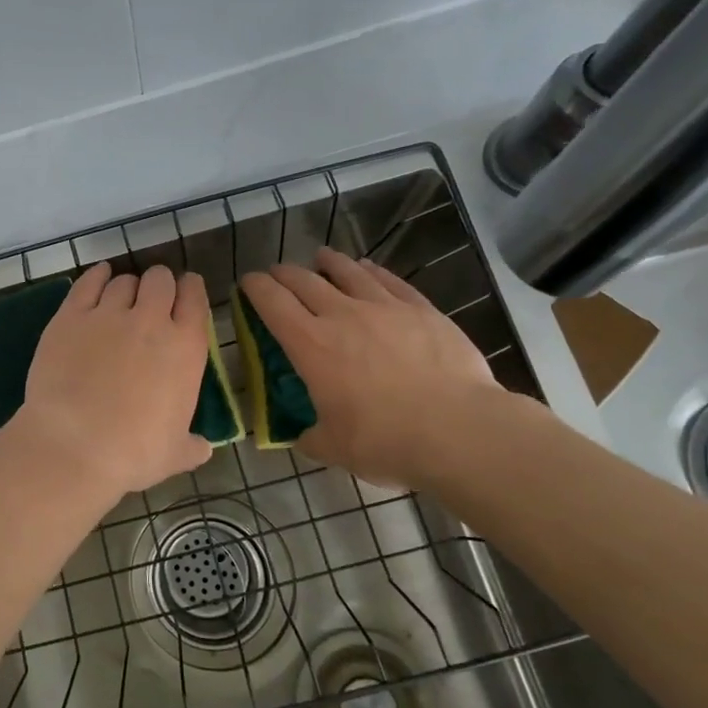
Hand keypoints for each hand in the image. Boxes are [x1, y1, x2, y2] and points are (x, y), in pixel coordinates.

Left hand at [9, 263, 214, 506]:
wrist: (74, 446)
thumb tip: (203, 448)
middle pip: (160, 279)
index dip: (190, 290)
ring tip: (121, 299)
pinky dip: (96, 276)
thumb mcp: (175, 454)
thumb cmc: (133, 453)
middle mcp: (150, 320)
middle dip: (159, 285)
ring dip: (127, 286)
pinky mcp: (71, 315)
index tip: (186, 293)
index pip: (195, 298)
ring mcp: (108, 314)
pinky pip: (88, 282)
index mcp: (185, 348)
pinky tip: (98, 278)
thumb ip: (192, 445)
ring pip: (124, 280)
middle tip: (152, 300)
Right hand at [240, 247, 503, 485]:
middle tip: (277, 275)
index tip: (247, 284)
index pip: (271, 302)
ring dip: (327, 262)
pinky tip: (367, 269)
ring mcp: (384, 307)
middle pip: (303, 279)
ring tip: (321, 258)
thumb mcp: (334, 449)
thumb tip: (301, 437)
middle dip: (283, 273)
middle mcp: (341, 315)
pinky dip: (370, 271)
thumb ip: (310, 437)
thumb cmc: (387, 441)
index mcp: (311, 345)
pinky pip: (388, 280)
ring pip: (347, 271)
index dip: (254, 287)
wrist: (460, 431)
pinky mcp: (420, 309)